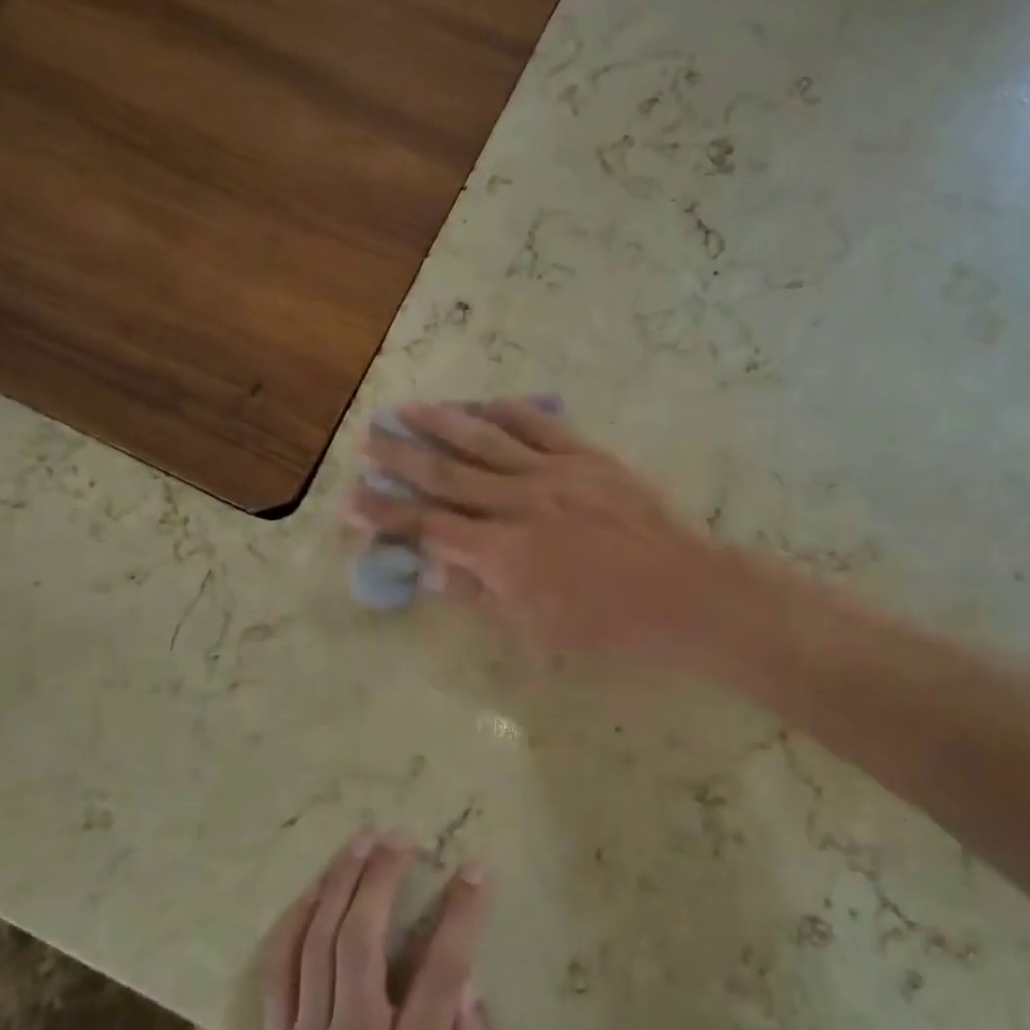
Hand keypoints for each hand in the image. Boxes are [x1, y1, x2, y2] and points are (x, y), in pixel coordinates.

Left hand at [237, 833, 498, 1029]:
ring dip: (341, 883)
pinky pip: (281, 968)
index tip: (474, 869)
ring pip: (319, 942)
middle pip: (363, 939)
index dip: (461, 912)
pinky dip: (296, 921)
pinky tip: (315, 888)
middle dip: (383, 877)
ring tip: (360, 841)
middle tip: (400, 837)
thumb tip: (467, 983)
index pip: (441, 970)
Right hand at [345, 399, 732, 660]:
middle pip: (446, 474)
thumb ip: (480, 592)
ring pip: (485, 440)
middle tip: (367, 438)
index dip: (386, 515)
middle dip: (401, 457)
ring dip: (441, 423)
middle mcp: (519, 503)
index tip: (350, 500)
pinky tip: (482, 402)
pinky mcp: (586, 457)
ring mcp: (554, 474)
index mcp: (502, 552)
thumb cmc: (606, 626)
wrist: (678, 592)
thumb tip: (433, 567)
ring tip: (407, 408)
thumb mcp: (534, 627)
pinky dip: (507, 412)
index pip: (429, 527)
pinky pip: (539, 426)